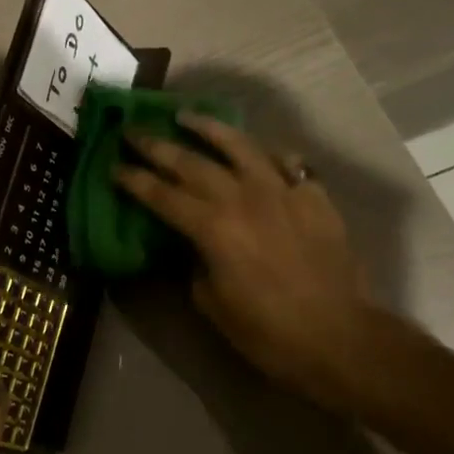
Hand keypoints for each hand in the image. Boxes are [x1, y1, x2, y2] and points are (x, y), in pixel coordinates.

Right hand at [113, 114, 375, 408]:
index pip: (161, 195)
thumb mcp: (212, 303)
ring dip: (208, 128)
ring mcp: (282, 192)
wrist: (340, 338)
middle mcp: (243, 199)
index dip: (133, 179)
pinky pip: (287, 164)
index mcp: (212, 228)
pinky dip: (268, 155)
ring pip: (240, 146)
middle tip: (134, 131)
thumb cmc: (267, 331)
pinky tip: (258, 153)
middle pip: (192, 163)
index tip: (113, 165)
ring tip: (186, 116)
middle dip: (157, 146)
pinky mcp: (313, 197)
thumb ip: (196, 263)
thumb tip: (193, 245)